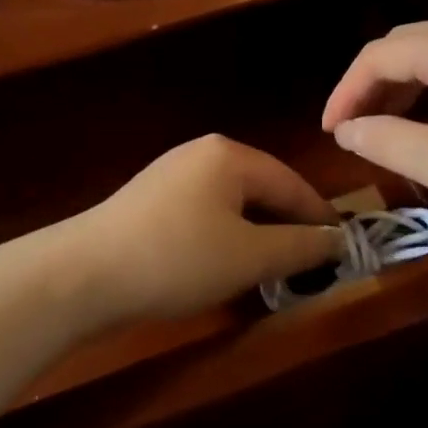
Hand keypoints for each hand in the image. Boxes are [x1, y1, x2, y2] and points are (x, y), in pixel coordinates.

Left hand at [66, 135, 345, 325]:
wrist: (83, 274)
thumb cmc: (177, 259)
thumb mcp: (248, 257)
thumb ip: (300, 246)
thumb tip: (339, 240)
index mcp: (230, 155)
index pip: (292, 182)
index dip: (320, 218)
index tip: (343, 251)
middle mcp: (202, 153)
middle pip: (262, 188)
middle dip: (287, 226)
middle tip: (311, 265)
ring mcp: (172, 173)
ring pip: (233, 202)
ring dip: (257, 233)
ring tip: (274, 268)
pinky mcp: (151, 198)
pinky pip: (205, 211)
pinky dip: (226, 235)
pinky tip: (225, 263)